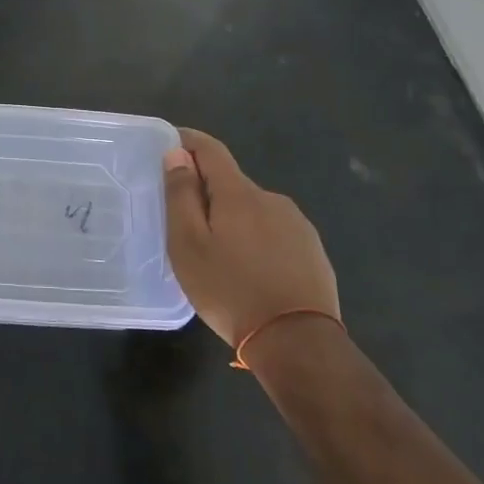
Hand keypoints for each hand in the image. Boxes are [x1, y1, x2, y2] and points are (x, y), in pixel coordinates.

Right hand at [162, 128, 339, 348]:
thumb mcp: (189, 245)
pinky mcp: (313, 251)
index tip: (170, 143)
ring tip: (218, 256)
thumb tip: (178, 154)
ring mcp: (297, 225)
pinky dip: (255, 241)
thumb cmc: (230, 290)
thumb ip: (181, 195)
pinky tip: (250, 271)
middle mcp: (271, 199)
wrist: (298, 341)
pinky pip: (274, 233)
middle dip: (207, 193)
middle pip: (231, 183)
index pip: (210, 149)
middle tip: (186, 226)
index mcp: (238, 193)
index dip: (188, 141)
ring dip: (233, 220)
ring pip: (253, 210)